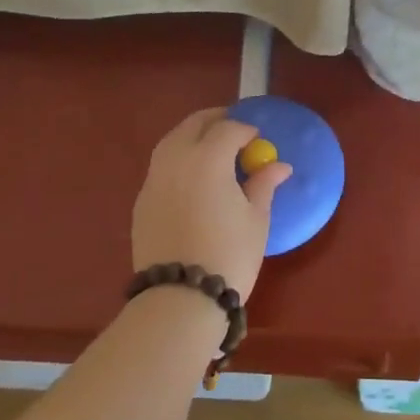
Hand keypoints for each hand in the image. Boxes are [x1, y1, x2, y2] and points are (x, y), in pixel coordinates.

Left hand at [132, 109, 290, 301]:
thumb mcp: (256, 219)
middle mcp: (176, 160)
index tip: (257, 139)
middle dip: (215, 121)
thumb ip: (263, 185)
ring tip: (211, 148)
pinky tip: (191, 177)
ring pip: (171, 141)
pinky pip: (161, 166)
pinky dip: (177, 159)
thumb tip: (278, 166)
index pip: (228, 129)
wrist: (179, 299)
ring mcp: (153, 180)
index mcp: (207, 158)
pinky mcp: (142, 201)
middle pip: (193, 125)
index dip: (246, 130)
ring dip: (192, 136)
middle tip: (233, 129)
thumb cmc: (229, 255)